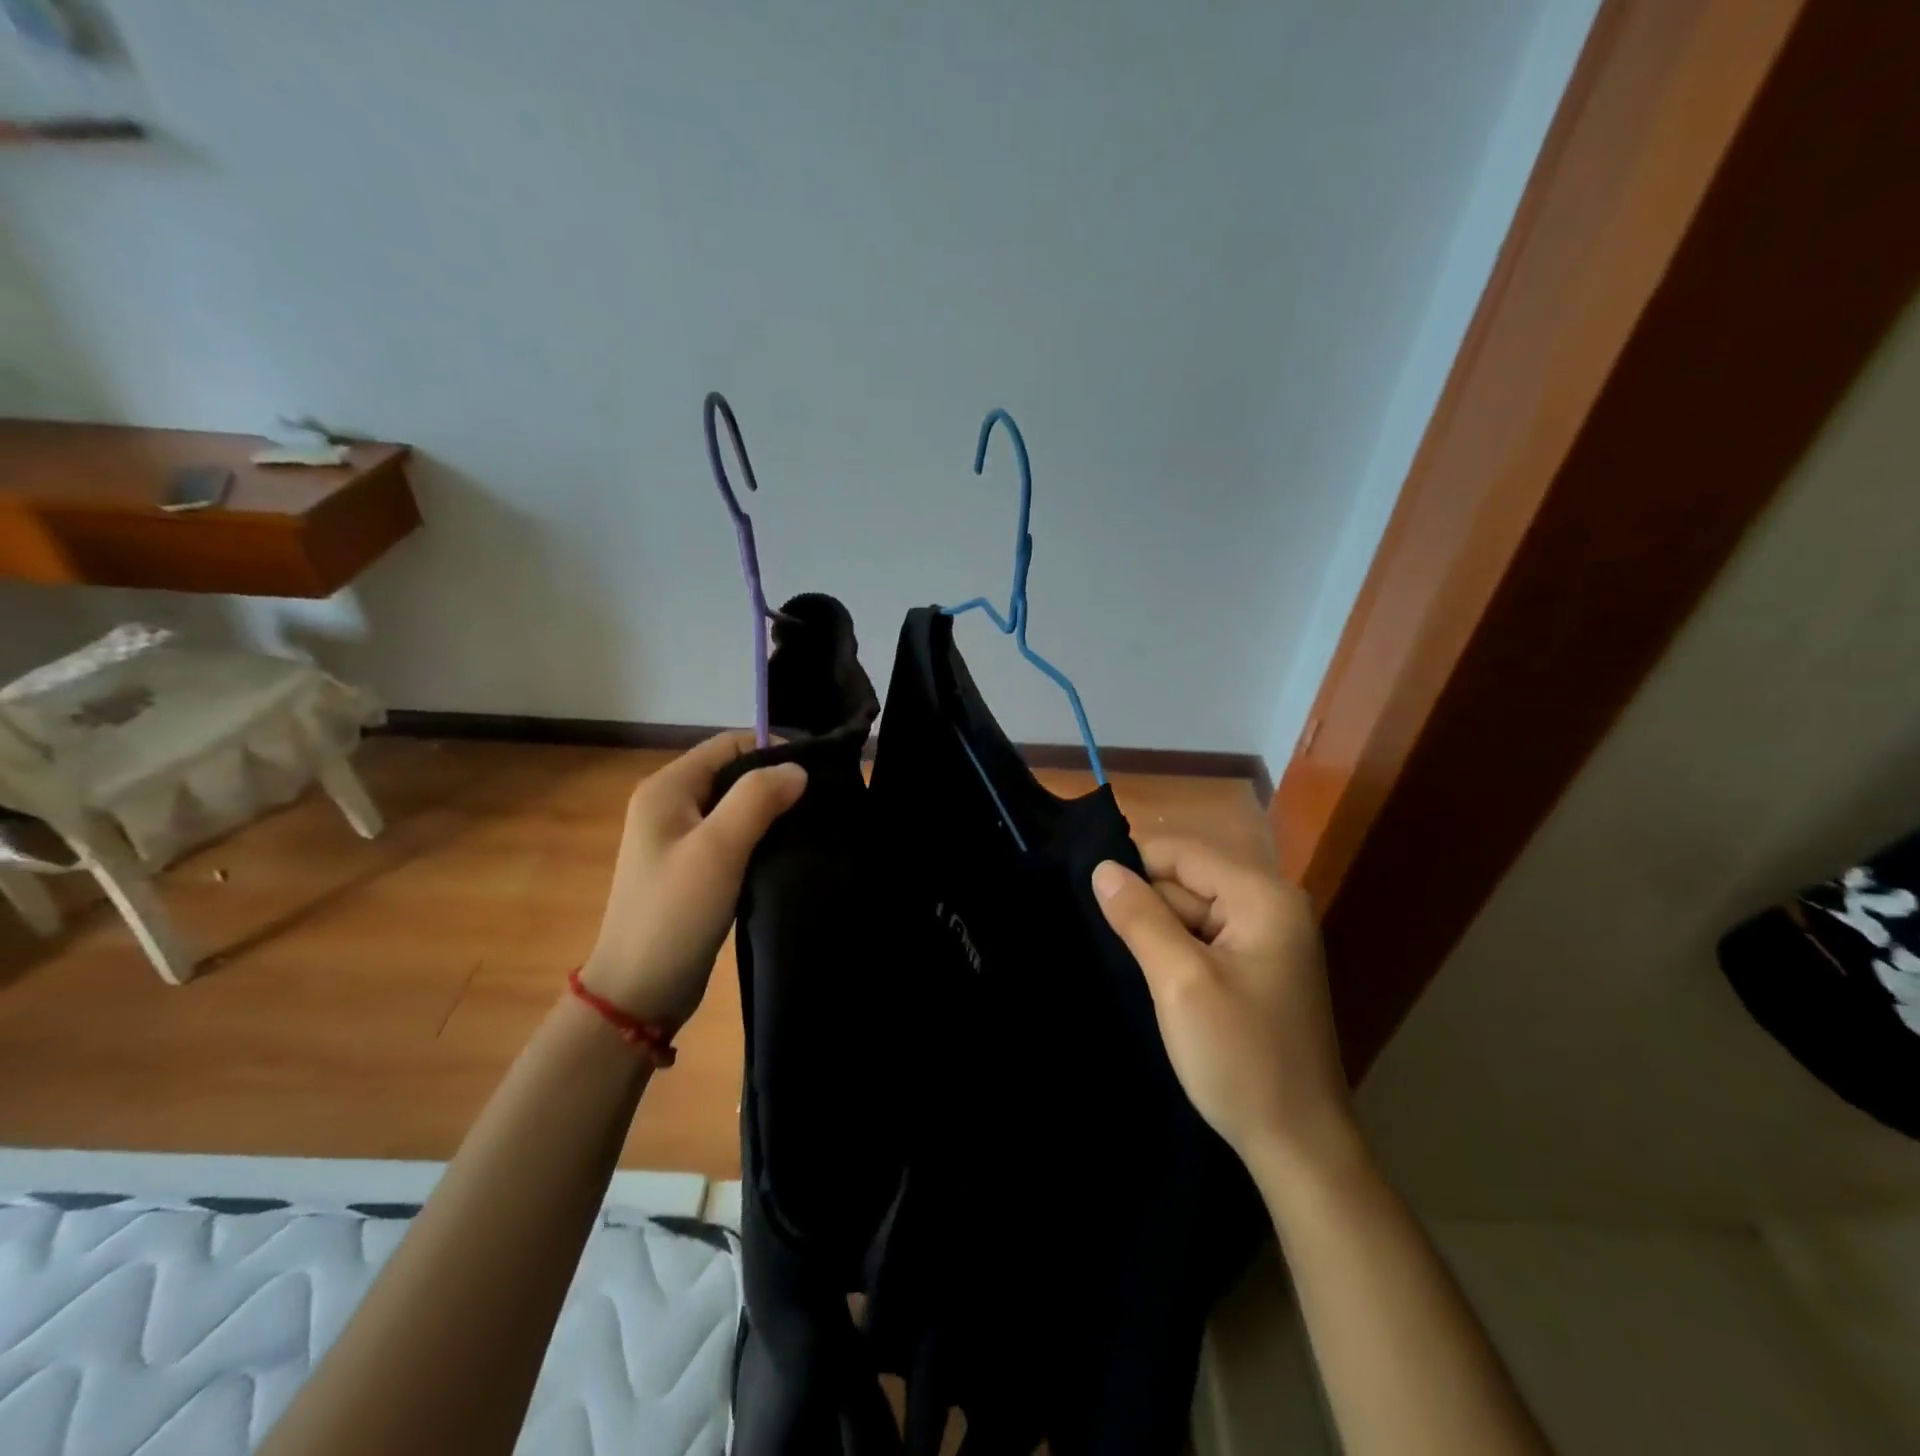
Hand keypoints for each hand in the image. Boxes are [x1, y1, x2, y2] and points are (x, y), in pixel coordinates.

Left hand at [579, 733, 805, 1030]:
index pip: (728, 744)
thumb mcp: (718, 848)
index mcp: (667, 788)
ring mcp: (678, 839)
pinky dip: (759, 838)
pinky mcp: (691, 868)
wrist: (639, 991)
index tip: (814, 774)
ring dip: (770, 812)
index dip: (772, 749)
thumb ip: (757, 798)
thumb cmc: (674, 912)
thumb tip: (797, 768)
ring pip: (735, 807)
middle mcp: (669, 805)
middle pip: (733, 773)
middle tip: (818, 803)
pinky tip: (785, 852)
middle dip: (774, 782)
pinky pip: (732, 837)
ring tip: (809, 826)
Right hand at [1092, 837, 1358, 1177]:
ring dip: (1156, 932)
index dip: (1133, 867)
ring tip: (1118, 958)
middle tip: (1102, 939)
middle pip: (1187, 881)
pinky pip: (1203, 940)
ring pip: (1190, 912)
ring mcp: (1267, 940)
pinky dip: (1174, 952)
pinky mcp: (1257, 969)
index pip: (1182, 853)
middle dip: (1145, 905)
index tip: (1087, 896)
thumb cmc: (1240, 1059)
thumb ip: (1140, 917)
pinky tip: (1150, 976)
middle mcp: (1271, 907)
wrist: (1299, 1148)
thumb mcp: (1180, 981)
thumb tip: (1102, 868)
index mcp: (1263, 897)